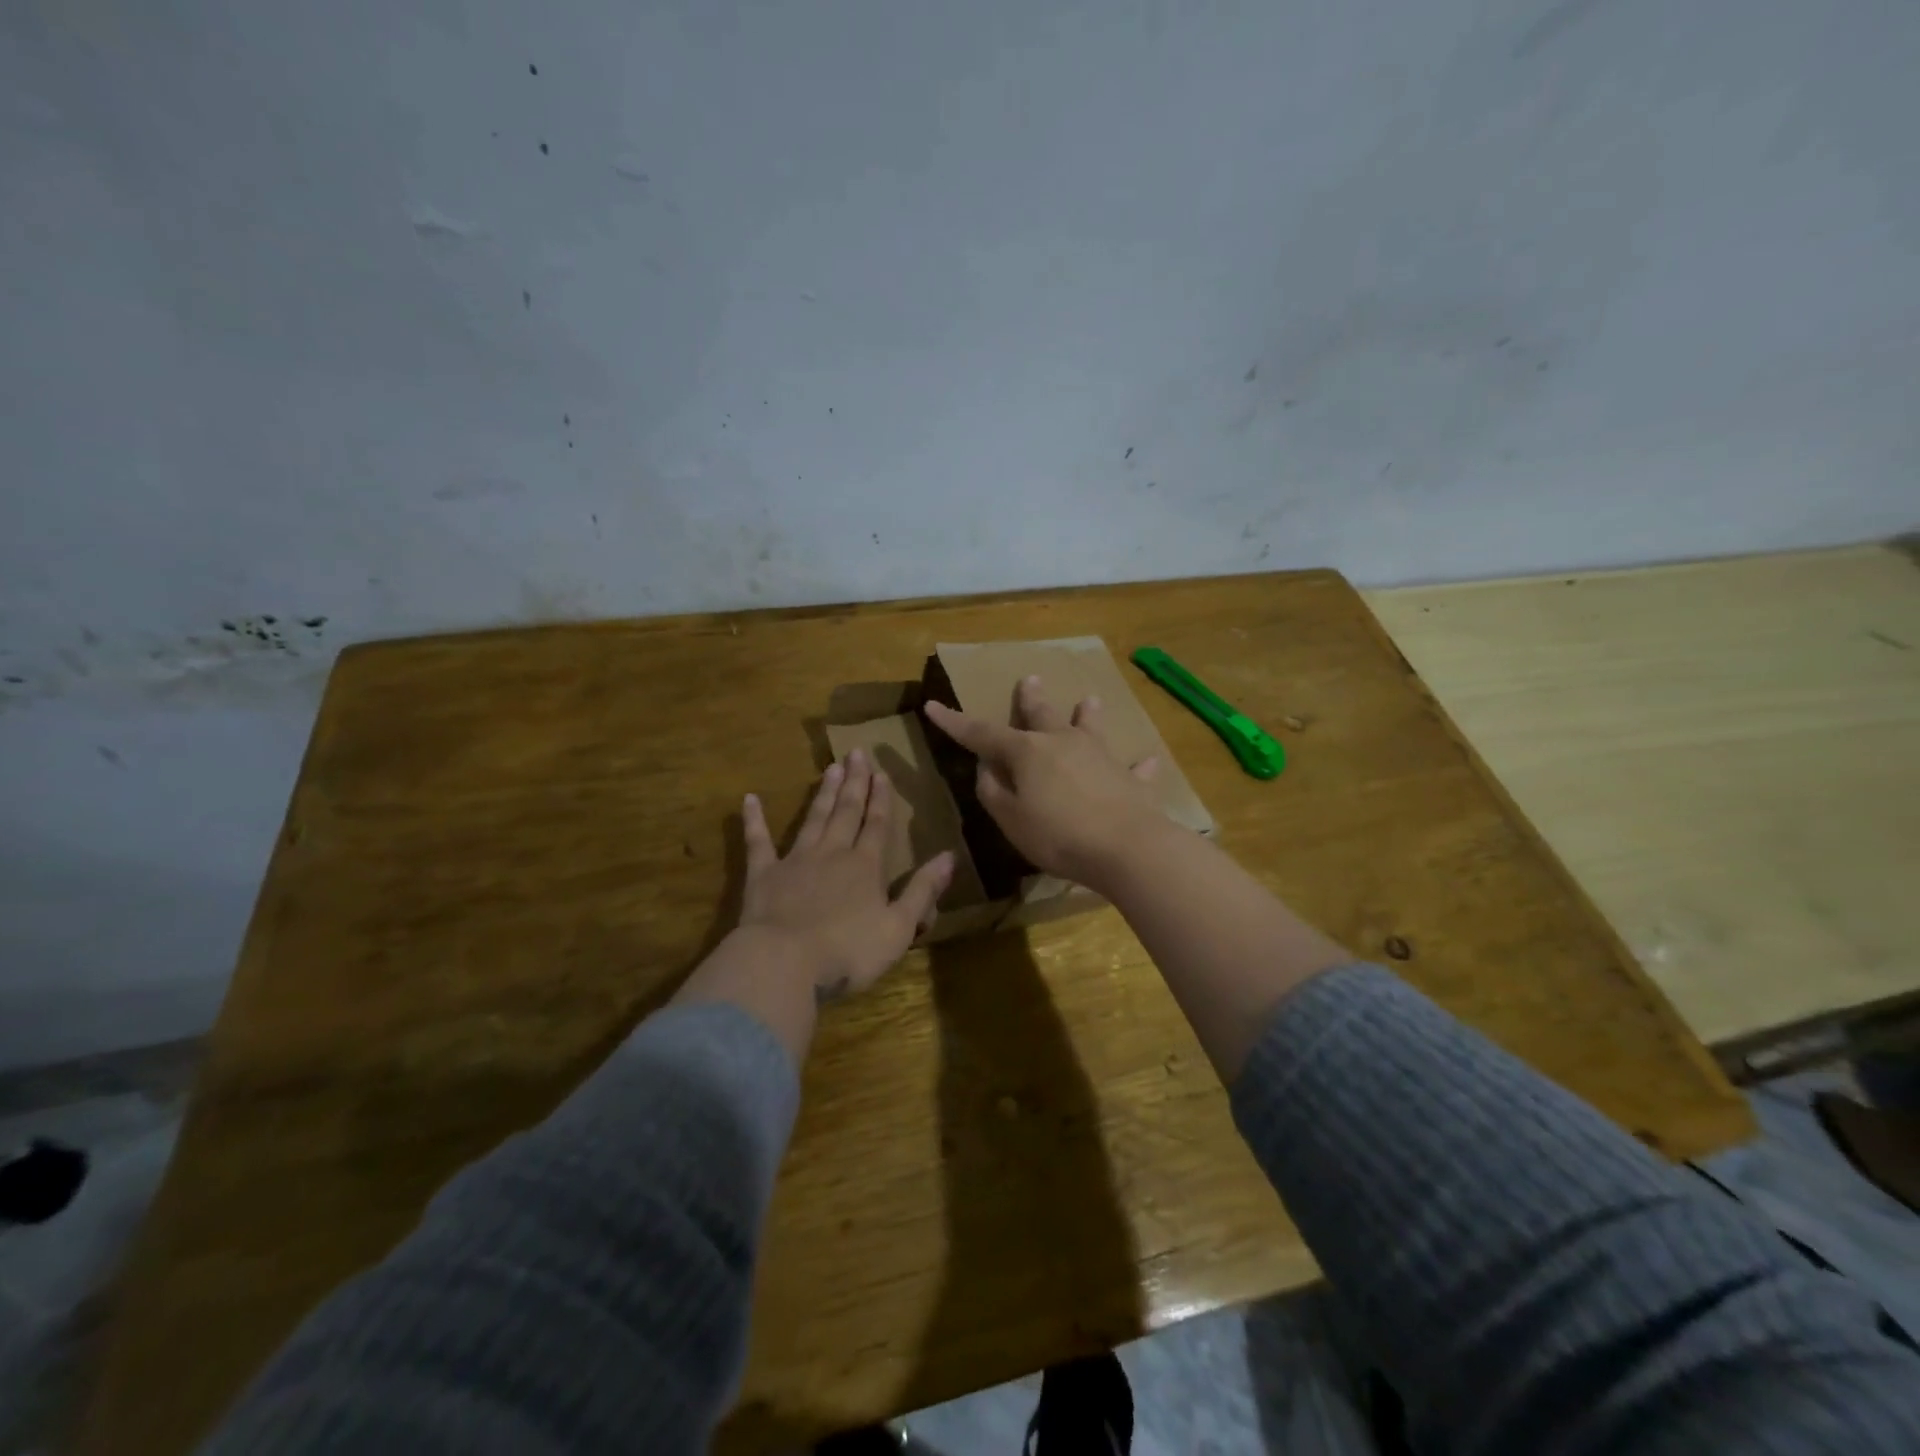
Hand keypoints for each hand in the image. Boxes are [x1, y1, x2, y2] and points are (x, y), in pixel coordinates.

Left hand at [739, 749, 953, 1000]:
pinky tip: (749, 799)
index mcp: (866, 867)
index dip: (881, 798)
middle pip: (846, 812)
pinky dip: (754, 820)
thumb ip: (922, 890)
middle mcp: (832, 853)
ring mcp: (795, 861)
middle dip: (854, 783)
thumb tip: (949, 856)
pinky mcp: (763, 875)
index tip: (881, 772)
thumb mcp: (899, 927)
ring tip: (830, 767)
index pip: (876, 825)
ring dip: (822, 793)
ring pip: (813, 818)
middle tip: (856, 753)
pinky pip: (758, 841)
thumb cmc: (848, 951)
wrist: (784, 963)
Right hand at [923, 676, 1166, 891]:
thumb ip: (993, 791)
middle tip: (1030, 679)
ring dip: (1087, 714)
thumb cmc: (1058, 835)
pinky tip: (1149, 760)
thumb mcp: (1010, 819)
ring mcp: (1100, 756)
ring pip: (1090, 728)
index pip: (982, 734)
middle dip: (1030, 698)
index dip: (955, 722)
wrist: (1126, 847)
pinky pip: (1135, 769)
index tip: (933, 706)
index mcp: (1027, 752)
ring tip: (1089, 699)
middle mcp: (1062, 743)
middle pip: (1041, 715)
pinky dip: (1139, 765)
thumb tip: (986, 768)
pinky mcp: (1130, 779)